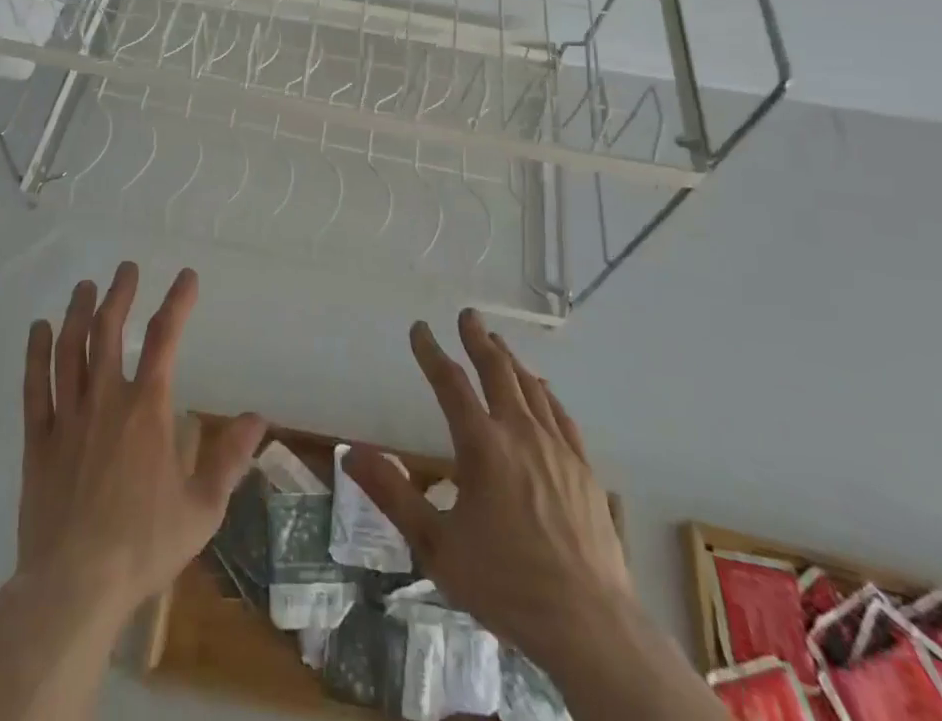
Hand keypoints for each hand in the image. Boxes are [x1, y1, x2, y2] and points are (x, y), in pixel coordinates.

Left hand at [18, 262, 266, 620]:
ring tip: (85, 286)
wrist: (74, 588)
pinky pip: (35, 386)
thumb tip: (257, 418)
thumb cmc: (143, 546)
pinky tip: (39, 330)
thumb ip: (229, 458)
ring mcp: (68, 417)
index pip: (165, 339)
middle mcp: (106, 400)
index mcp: (147, 410)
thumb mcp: (202, 508)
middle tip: (126, 269)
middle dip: (119, 294)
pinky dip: (36, 353)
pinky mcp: (38, 441)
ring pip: (70, 349)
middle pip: (109, 331)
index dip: (177, 302)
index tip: (186, 276)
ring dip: (78, 312)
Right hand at [345, 311, 632, 662]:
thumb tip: (349, 453)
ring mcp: (558, 449)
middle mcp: (520, 434)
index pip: (450, 383)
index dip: (431, 352)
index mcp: (482, 446)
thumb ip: (392, 494)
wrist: (591, 627)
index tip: (419, 328)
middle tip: (468, 315)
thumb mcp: (436, 546)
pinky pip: (561, 415)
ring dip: (510, 360)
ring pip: (531, 388)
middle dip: (478, 340)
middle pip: (497, 371)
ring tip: (498, 343)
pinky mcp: (584, 470)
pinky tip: (542, 390)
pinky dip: (545, 393)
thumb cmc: (506, 585)